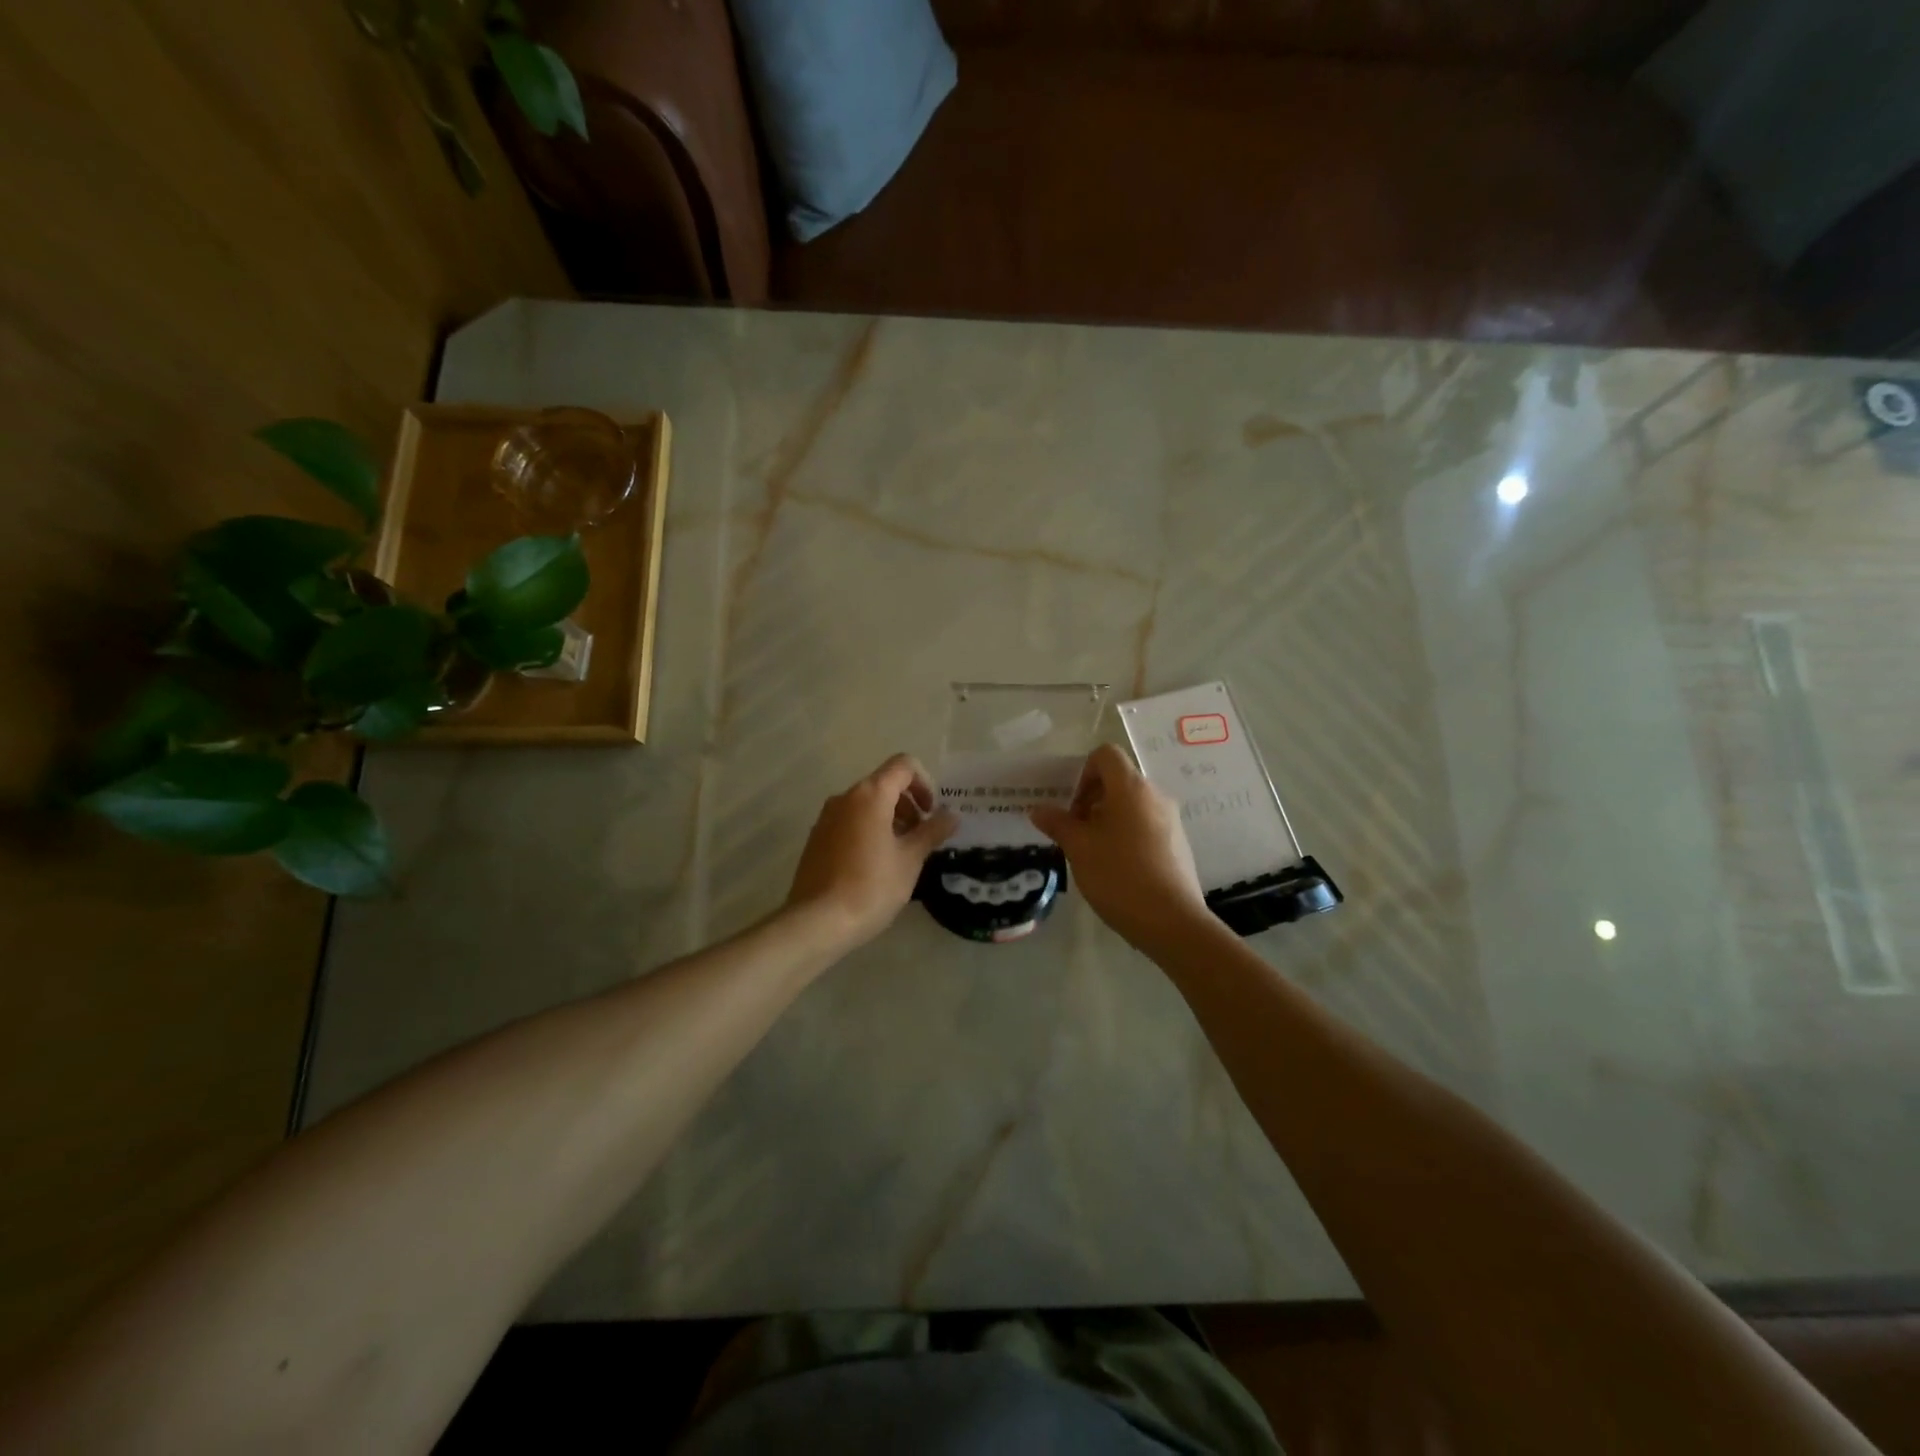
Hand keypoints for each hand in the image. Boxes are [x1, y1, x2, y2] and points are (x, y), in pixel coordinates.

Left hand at [786, 754, 958, 948]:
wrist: (818, 921)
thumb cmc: (872, 886)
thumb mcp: (910, 860)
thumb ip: (932, 832)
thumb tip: (951, 815)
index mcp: (870, 795)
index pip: (903, 765)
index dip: (924, 783)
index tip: (931, 813)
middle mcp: (845, 797)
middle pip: (884, 784)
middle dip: (908, 804)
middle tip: (921, 837)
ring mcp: (826, 818)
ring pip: (865, 804)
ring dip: (889, 819)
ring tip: (901, 854)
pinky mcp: (816, 838)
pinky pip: (849, 822)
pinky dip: (868, 831)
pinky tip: (875, 865)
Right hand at [1030, 743, 1208, 948]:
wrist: (1171, 921)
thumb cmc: (1119, 875)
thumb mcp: (1079, 848)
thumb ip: (1057, 824)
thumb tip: (1039, 810)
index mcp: (1131, 788)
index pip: (1106, 755)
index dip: (1083, 772)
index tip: (1073, 806)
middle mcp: (1155, 795)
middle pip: (1119, 780)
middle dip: (1092, 800)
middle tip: (1076, 833)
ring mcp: (1171, 820)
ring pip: (1132, 805)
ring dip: (1108, 819)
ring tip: (1094, 854)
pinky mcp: (1178, 844)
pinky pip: (1146, 825)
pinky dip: (1127, 835)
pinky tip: (1117, 869)